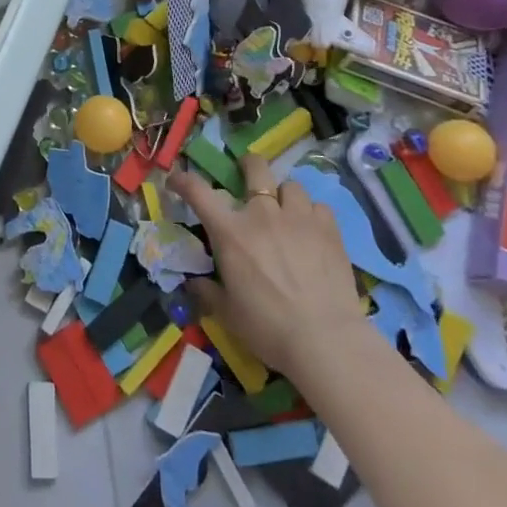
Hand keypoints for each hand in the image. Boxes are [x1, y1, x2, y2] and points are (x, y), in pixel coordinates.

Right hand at [169, 152, 365, 389]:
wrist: (325, 342)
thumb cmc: (268, 328)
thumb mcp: (227, 313)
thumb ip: (208, 292)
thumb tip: (194, 283)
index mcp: (230, 233)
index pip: (198, 192)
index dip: (183, 180)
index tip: (177, 180)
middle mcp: (262, 214)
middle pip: (255, 168)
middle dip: (248, 165)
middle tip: (247, 173)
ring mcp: (298, 218)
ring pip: (291, 186)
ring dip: (284, 195)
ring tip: (286, 211)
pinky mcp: (329, 230)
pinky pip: (319, 207)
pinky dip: (312, 214)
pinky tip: (313, 230)